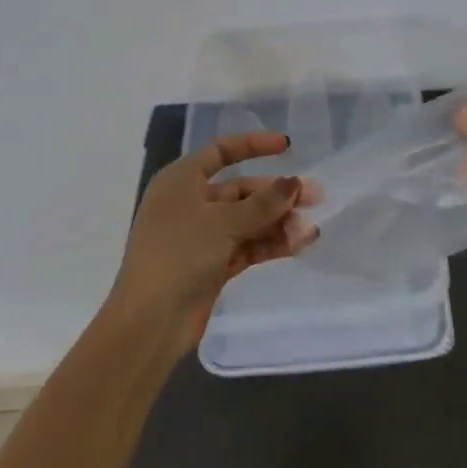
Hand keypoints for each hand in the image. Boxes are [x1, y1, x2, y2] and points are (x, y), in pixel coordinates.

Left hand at [108, 131, 316, 355]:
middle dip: (277, 194)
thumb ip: (263, 202)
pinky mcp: (212, 265)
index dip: (254, 145)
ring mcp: (201, 237)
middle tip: (316, 197)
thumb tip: (295, 183)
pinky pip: (247, 246)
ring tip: (310, 230)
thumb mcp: (223, 222)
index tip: (288, 147)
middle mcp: (190, 203)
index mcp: (181, 181)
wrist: (150, 322)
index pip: (221, 152)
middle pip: (241, 190)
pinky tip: (299, 244)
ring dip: (278, 222)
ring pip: (248, 221)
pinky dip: (270, 244)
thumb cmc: (180, 254)